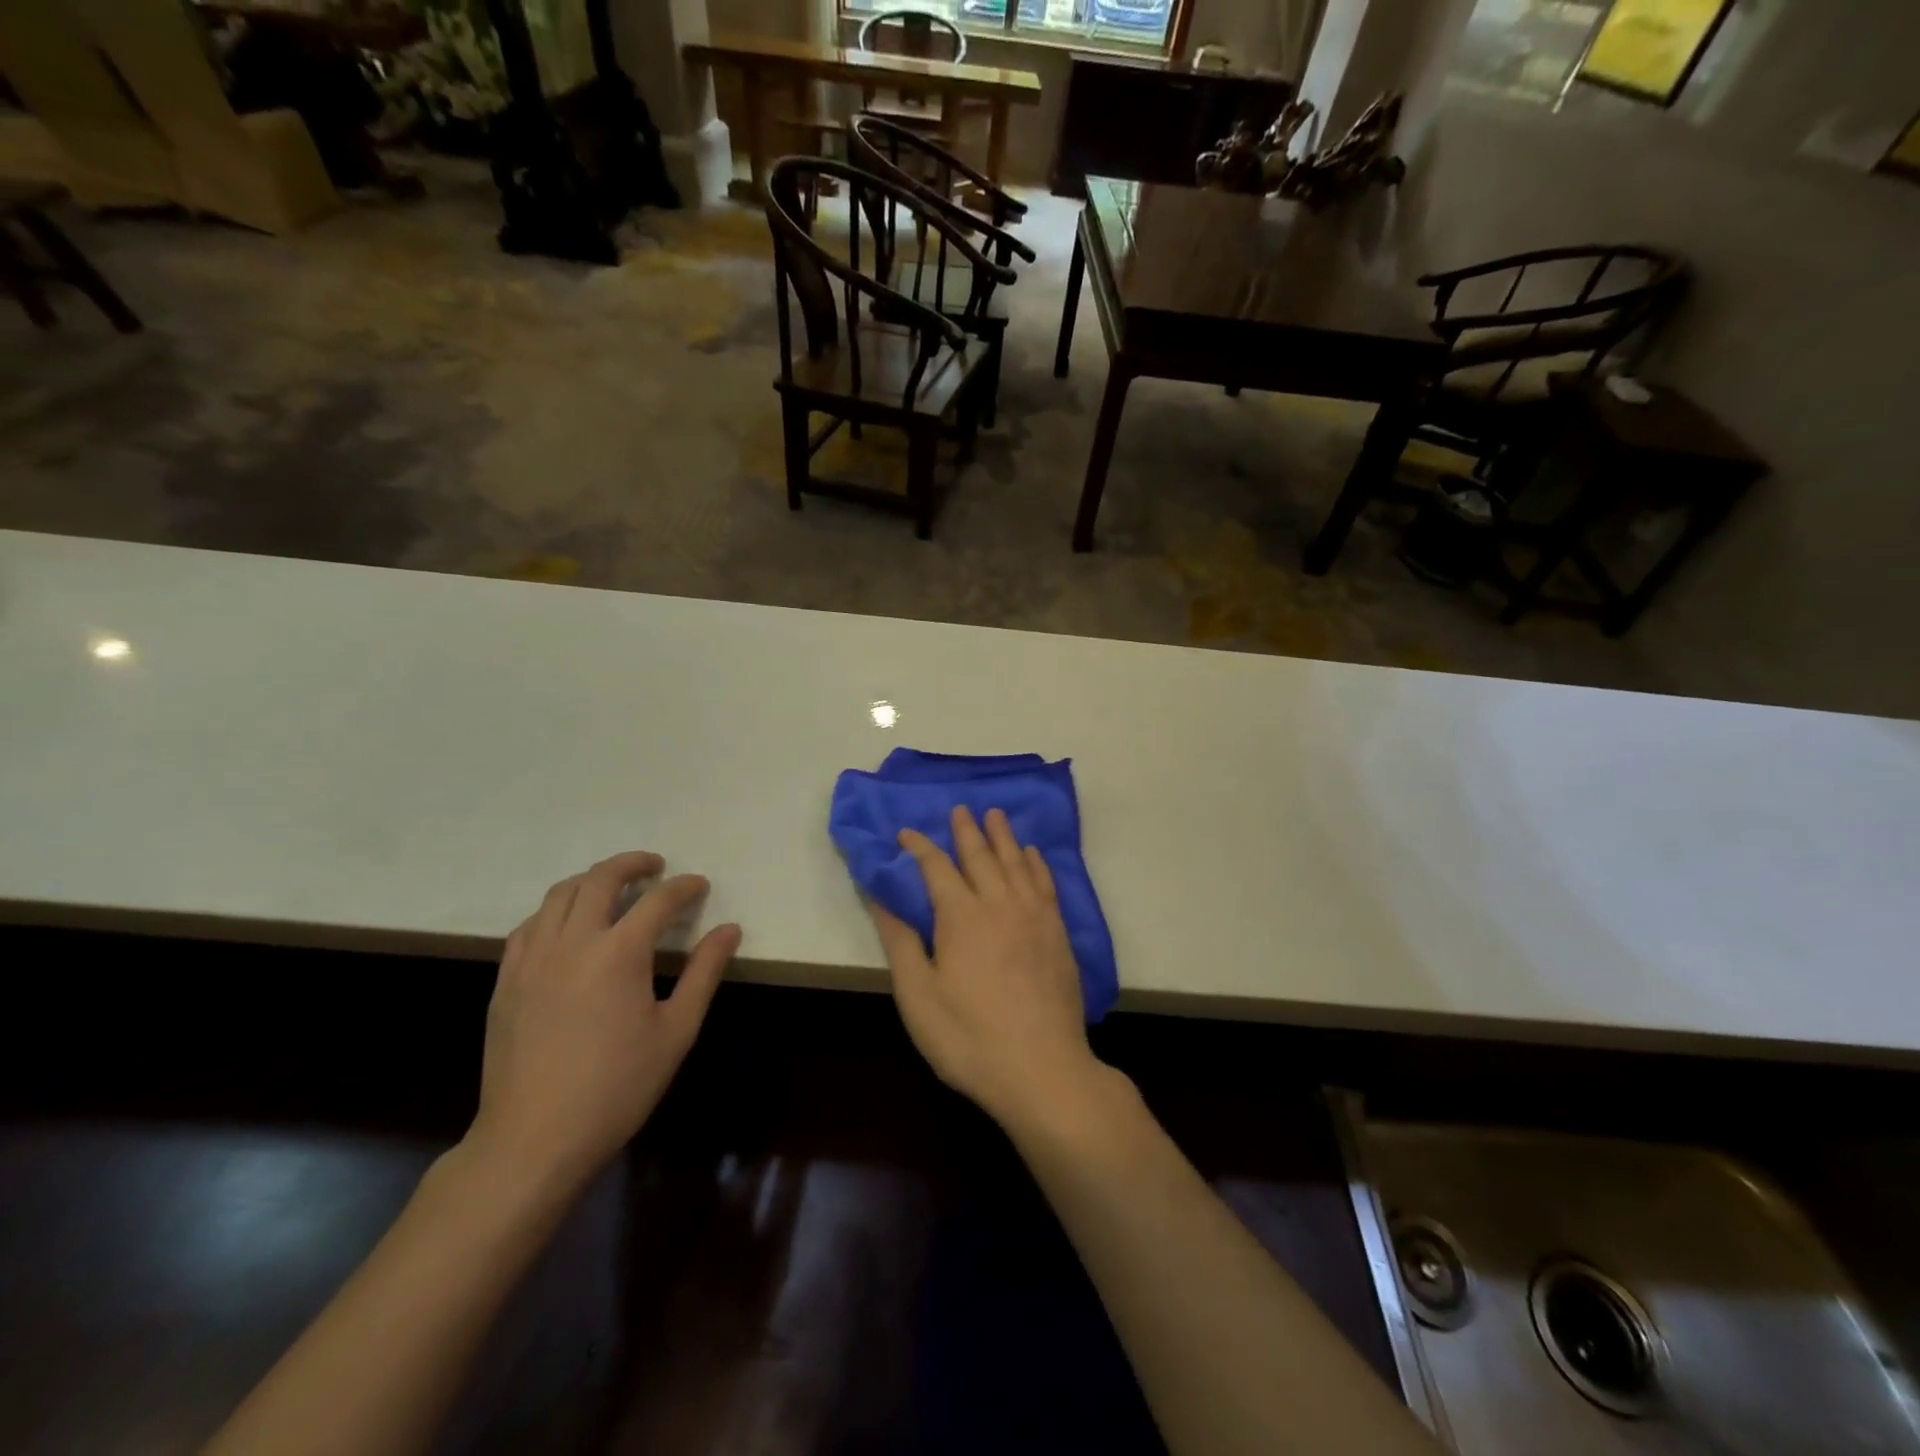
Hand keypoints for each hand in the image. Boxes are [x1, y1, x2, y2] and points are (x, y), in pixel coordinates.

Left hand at [467, 852, 740, 1193]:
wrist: (533, 1139)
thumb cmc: (617, 1087)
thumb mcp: (676, 1030)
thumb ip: (704, 972)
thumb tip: (729, 930)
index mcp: (619, 952)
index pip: (658, 900)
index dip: (684, 887)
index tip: (699, 886)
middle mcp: (573, 941)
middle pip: (601, 879)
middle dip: (633, 864)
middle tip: (655, 868)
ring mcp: (532, 958)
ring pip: (559, 894)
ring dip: (592, 880)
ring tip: (613, 888)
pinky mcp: (507, 980)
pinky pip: (530, 925)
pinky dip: (556, 910)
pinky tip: (568, 927)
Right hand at [868, 806, 1113, 1129]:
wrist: (1043, 1070)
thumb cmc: (969, 1038)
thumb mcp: (918, 996)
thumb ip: (901, 941)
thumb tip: (880, 897)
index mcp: (961, 916)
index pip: (936, 867)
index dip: (919, 847)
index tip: (906, 833)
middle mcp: (1000, 904)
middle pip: (981, 856)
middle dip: (966, 830)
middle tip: (960, 809)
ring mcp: (1035, 917)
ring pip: (1017, 863)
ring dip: (1004, 837)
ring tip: (995, 815)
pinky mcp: (1058, 934)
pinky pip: (1046, 885)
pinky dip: (1037, 864)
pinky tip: (1033, 855)